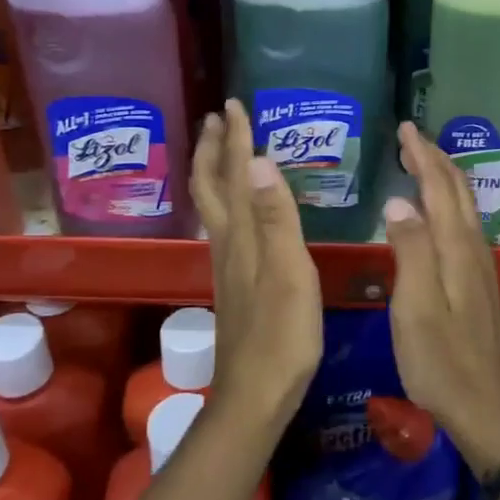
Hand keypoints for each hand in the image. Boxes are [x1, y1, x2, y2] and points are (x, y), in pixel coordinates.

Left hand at [189, 100, 321, 426]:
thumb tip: (259, 161)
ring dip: (214, 171)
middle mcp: (227, 243)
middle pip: (211, 186)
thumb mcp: (288, 274)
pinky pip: (223, 225)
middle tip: (217, 117)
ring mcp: (227, 264)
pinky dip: (225, 200)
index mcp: (242, 236)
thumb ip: (275, 218)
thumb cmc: (281, 336)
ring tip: (222, 149)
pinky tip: (236, 208)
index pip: (236, 175)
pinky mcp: (233, 283)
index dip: (236, 139)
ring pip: (213, 205)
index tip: (234, 104)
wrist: (255, 395)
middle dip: (213, 148)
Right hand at [382, 122, 499, 478]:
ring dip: (444, 177)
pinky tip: (438, 212)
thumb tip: (399, 200)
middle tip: (411, 136)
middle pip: (457, 191)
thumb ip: (410, 249)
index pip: (440, 187)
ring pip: (463, 206)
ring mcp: (479, 266)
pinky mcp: (477, 283)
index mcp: (456, 248)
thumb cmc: (441, 361)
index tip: (405, 128)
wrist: (486, 408)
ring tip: (422, 161)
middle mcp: (473, 249)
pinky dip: (448, 202)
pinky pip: (463, 225)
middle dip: (436, 158)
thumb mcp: (416, 307)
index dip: (423, 155)